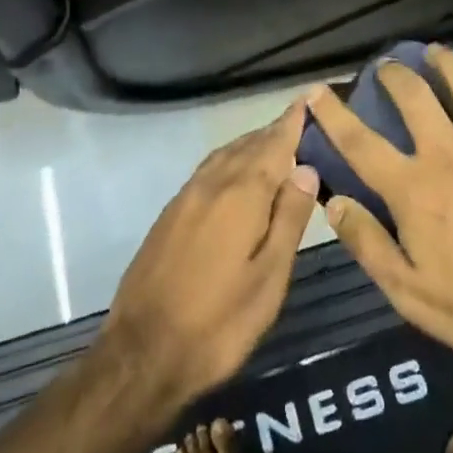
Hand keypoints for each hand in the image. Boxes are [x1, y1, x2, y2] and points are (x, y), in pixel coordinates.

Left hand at [100, 95, 320, 408]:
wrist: (142, 354)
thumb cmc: (219, 322)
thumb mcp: (269, 277)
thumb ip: (289, 218)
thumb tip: (306, 168)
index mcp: (241, 195)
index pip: (274, 144)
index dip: (293, 121)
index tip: (310, 97)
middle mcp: (211, 185)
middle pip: (248, 145)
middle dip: (275, 132)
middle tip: (302, 123)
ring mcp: (185, 198)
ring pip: (225, 156)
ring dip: (251, 145)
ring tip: (275, 144)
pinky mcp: (169, 215)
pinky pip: (208, 171)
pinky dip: (230, 162)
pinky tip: (236, 175)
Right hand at [310, 45, 452, 402]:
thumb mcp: (407, 292)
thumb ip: (367, 243)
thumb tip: (333, 202)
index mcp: (413, 188)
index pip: (360, 142)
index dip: (333, 113)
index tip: (316, 90)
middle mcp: (450, 155)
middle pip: (415, 97)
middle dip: (395, 75)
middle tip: (387, 66)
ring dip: (450, 64)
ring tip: (438, 53)